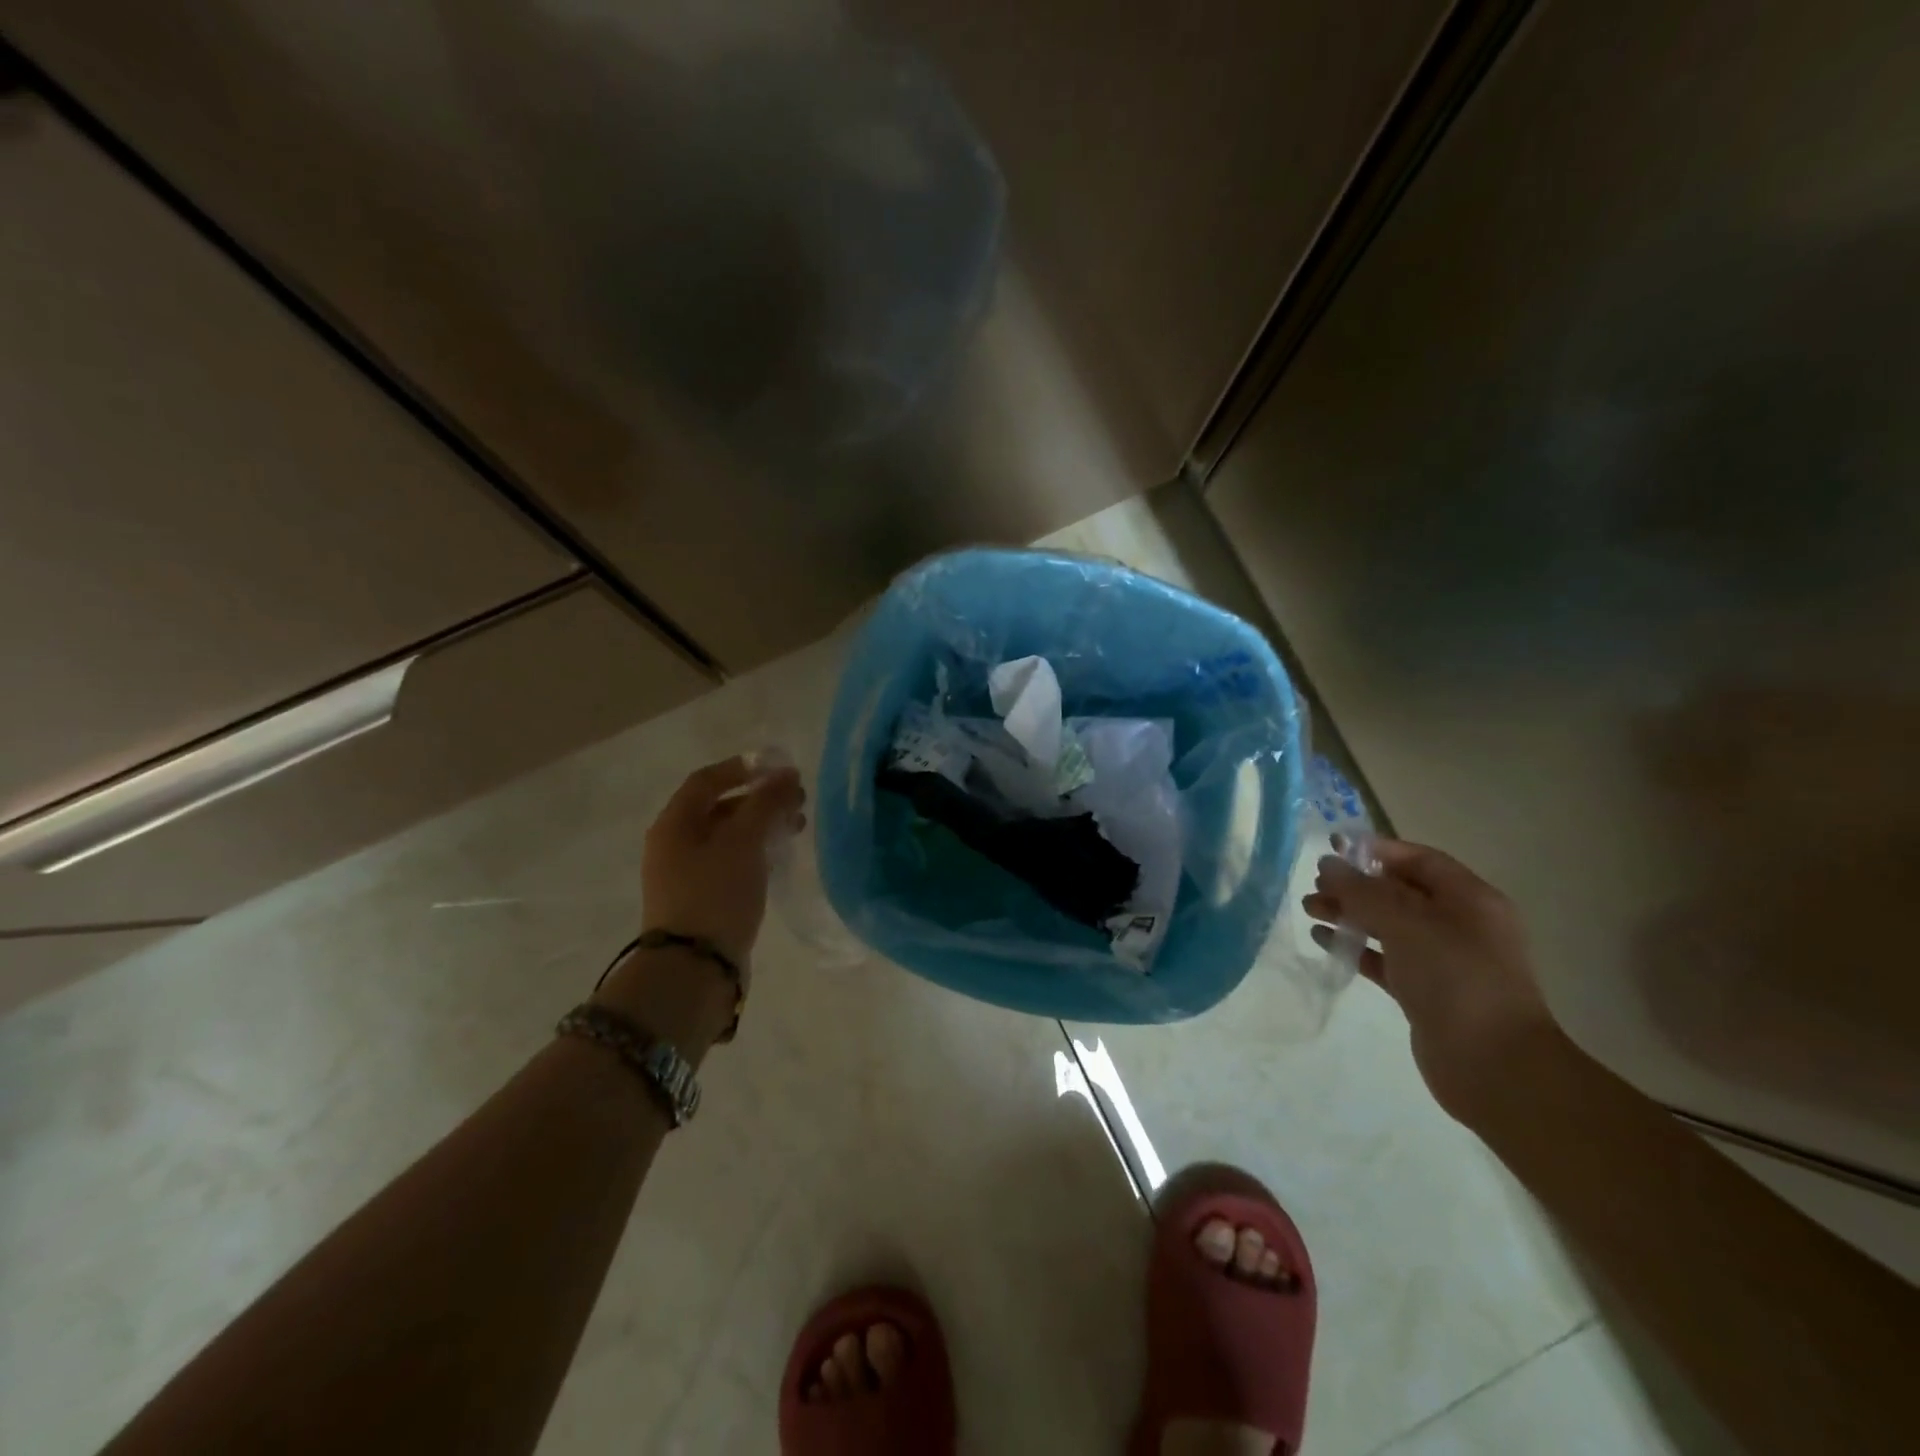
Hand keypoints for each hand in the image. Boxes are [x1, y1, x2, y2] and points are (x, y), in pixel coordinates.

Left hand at [641, 756, 806, 970]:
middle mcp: (673, 844)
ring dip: (761, 825)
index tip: (779, 768)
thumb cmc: (716, 893)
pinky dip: (755, 852)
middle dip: (760, 799)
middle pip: (719, 808)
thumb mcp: (744, 841)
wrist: (693, 968)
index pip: (706, 780)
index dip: (743, 768)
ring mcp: (685, 874)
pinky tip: (779, 858)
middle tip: (797, 801)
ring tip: (797, 828)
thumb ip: (766, 803)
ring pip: (727, 836)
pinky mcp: (700, 899)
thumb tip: (786, 773)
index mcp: (674, 823)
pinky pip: (729, 862)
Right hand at [1303, 838, 1555, 1122]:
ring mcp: (1444, 961)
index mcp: (1470, 900)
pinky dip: (1355, 947)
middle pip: (1400, 891)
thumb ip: (1362, 891)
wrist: (1495, 1066)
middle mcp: (1460, 925)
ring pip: (1388, 925)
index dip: (1377, 850)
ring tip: (1309, 909)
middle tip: (1315, 885)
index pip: (1419, 860)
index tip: (1333, 848)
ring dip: (1349, 914)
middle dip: (1356, 884)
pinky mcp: (1425, 992)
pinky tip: (1323, 940)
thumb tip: (1328, 865)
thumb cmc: (1456, 979)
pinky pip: (1384, 958)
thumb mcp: (1406, 923)